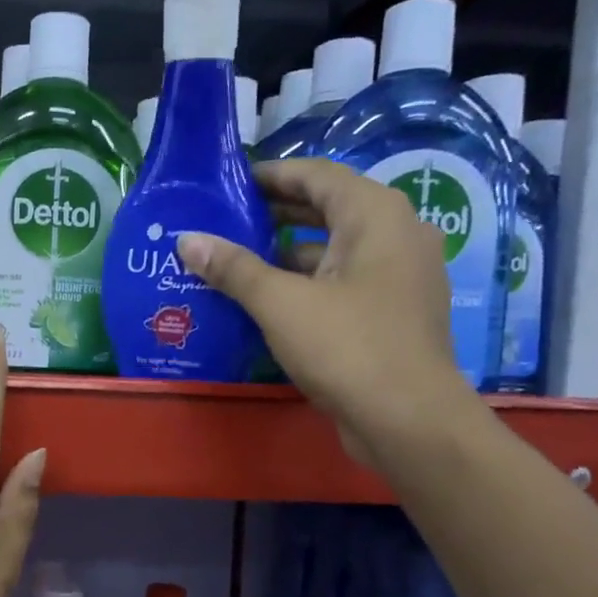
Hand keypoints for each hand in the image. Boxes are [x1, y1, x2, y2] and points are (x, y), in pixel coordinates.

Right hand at [177, 158, 482, 468]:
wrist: (409, 422)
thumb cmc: (347, 348)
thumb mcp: (280, 304)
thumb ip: (233, 268)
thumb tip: (188, 240)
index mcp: (376, 215)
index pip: (316, 175)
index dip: (270, 175)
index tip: (227, 183)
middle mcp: (396, 234)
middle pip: (327, 209)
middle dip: (274, 213)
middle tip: (224, 220)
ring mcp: (399, 276)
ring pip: (335, 249)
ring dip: (287, 252)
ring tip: (235, 259)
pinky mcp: (393, 312)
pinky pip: (343, 281)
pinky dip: (306, 282)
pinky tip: (267, 299)